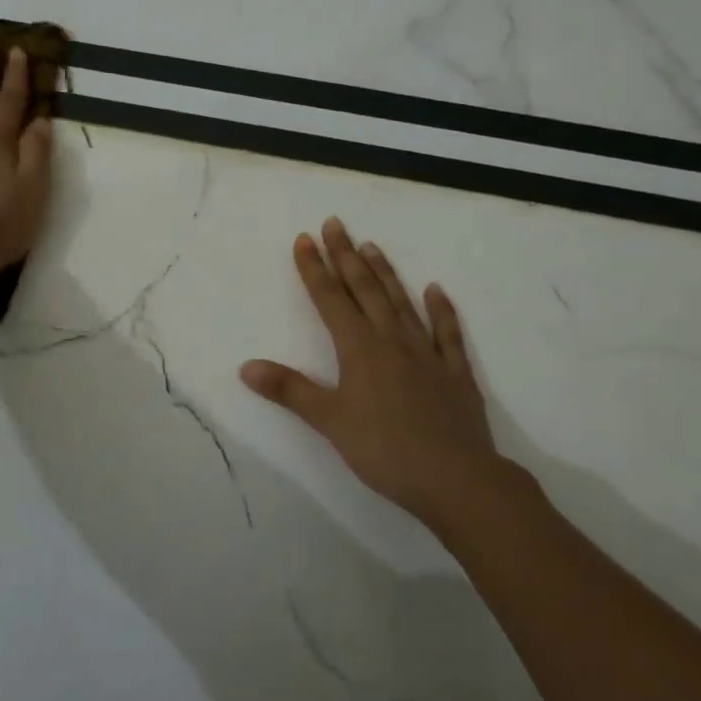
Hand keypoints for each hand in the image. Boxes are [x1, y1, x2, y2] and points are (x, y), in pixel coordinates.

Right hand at [241, 219, 503, 522]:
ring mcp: (427, 353)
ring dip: (384, 272)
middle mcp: (392, 340)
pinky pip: (446, 332)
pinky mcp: (455, 371)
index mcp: (359, 348)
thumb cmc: (384, 450)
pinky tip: (435, 290)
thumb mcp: (329, 421)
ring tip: (371, 245)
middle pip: (364, 289)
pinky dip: (441, 309)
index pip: (330, 299)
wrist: (455, 477)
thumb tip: (246, 367)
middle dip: (346, 256)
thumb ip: (290, 390)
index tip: (304, 239)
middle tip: (335, 223)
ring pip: (401, 302)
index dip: (314, 269)